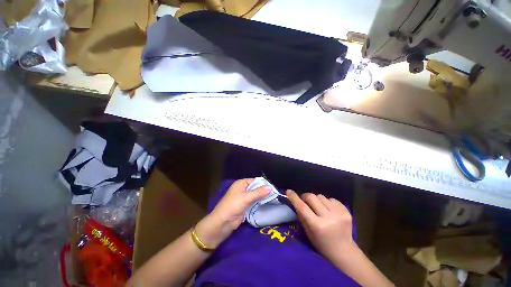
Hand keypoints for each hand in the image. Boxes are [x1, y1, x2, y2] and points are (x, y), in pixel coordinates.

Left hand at [195, 179, 269, 247]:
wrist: (222, 223)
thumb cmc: (233, 206)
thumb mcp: (246, 197)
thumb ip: (258, 192)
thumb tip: (270, 187)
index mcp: (241, 183)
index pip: (255, 181)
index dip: (264, 184)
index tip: (274, 188)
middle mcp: (243, 189)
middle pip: (256, 188)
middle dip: (264, 191)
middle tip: (275, 194)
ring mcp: (244, 198)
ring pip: (256, 196)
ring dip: (262, 197)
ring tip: (274, 199)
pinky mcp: (245, 206)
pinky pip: (254, 202)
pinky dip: (260, 203)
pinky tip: (267, 204)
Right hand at [287, 190, 354, 260]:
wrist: (344, 252)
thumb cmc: (322, 244)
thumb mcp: (308, 232)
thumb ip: (302, 215)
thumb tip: (295, 201)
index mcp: (318, 226)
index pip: (302, 207)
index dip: (294, 197)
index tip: (288, 191)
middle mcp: (329, 218)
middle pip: (312, 197)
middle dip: (305, 197)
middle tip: (304, 201)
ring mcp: (339, 214)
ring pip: (321, 196)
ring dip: (317, 200)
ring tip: (319, 208)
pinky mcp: (347, 211)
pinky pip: (332, 199)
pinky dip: (328, 202)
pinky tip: (329, 211)